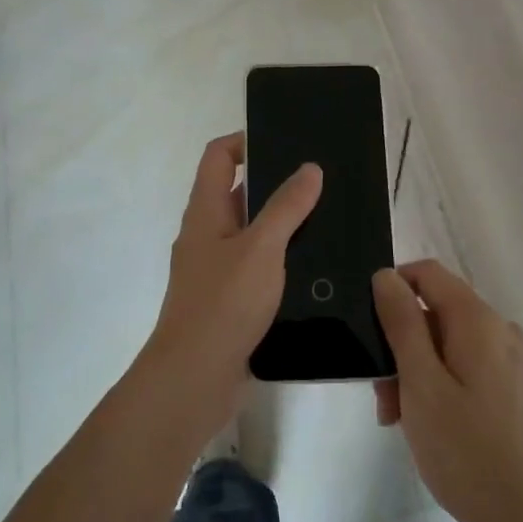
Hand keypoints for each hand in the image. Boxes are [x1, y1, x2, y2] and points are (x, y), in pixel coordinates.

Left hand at [139, 133, 320, 439]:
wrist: (194, 379)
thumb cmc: (224, 303)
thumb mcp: (261, 248)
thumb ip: (287, 207)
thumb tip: (309, 168)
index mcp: (205, 212)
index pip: (218, 157)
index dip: (245, 141)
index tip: (285, 142)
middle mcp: (206, 236)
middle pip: (237, 193)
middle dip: (275, 184)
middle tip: (321, 181)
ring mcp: (216, 271)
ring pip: (251, 234)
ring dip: (283, 225)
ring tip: (328, 220)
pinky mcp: (229, 302)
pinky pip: (257, 268)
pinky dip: (281, 261)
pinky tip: (315, 268)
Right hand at [373, 261, 522, 521]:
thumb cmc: (466, 450)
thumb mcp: (420, 383)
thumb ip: (402, 323)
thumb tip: (386, 276)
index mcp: (478, 320)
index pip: (428, 273)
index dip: (393, 288)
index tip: (370, 329)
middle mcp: (501, 330)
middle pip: (438, 312)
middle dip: (402, 344)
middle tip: (382, 398)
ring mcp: (513, 362)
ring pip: (450, 344)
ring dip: (418, 370)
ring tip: (400, 420)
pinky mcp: (517, 391)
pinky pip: (469, 368)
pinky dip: (442, 385)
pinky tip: (430, 426)